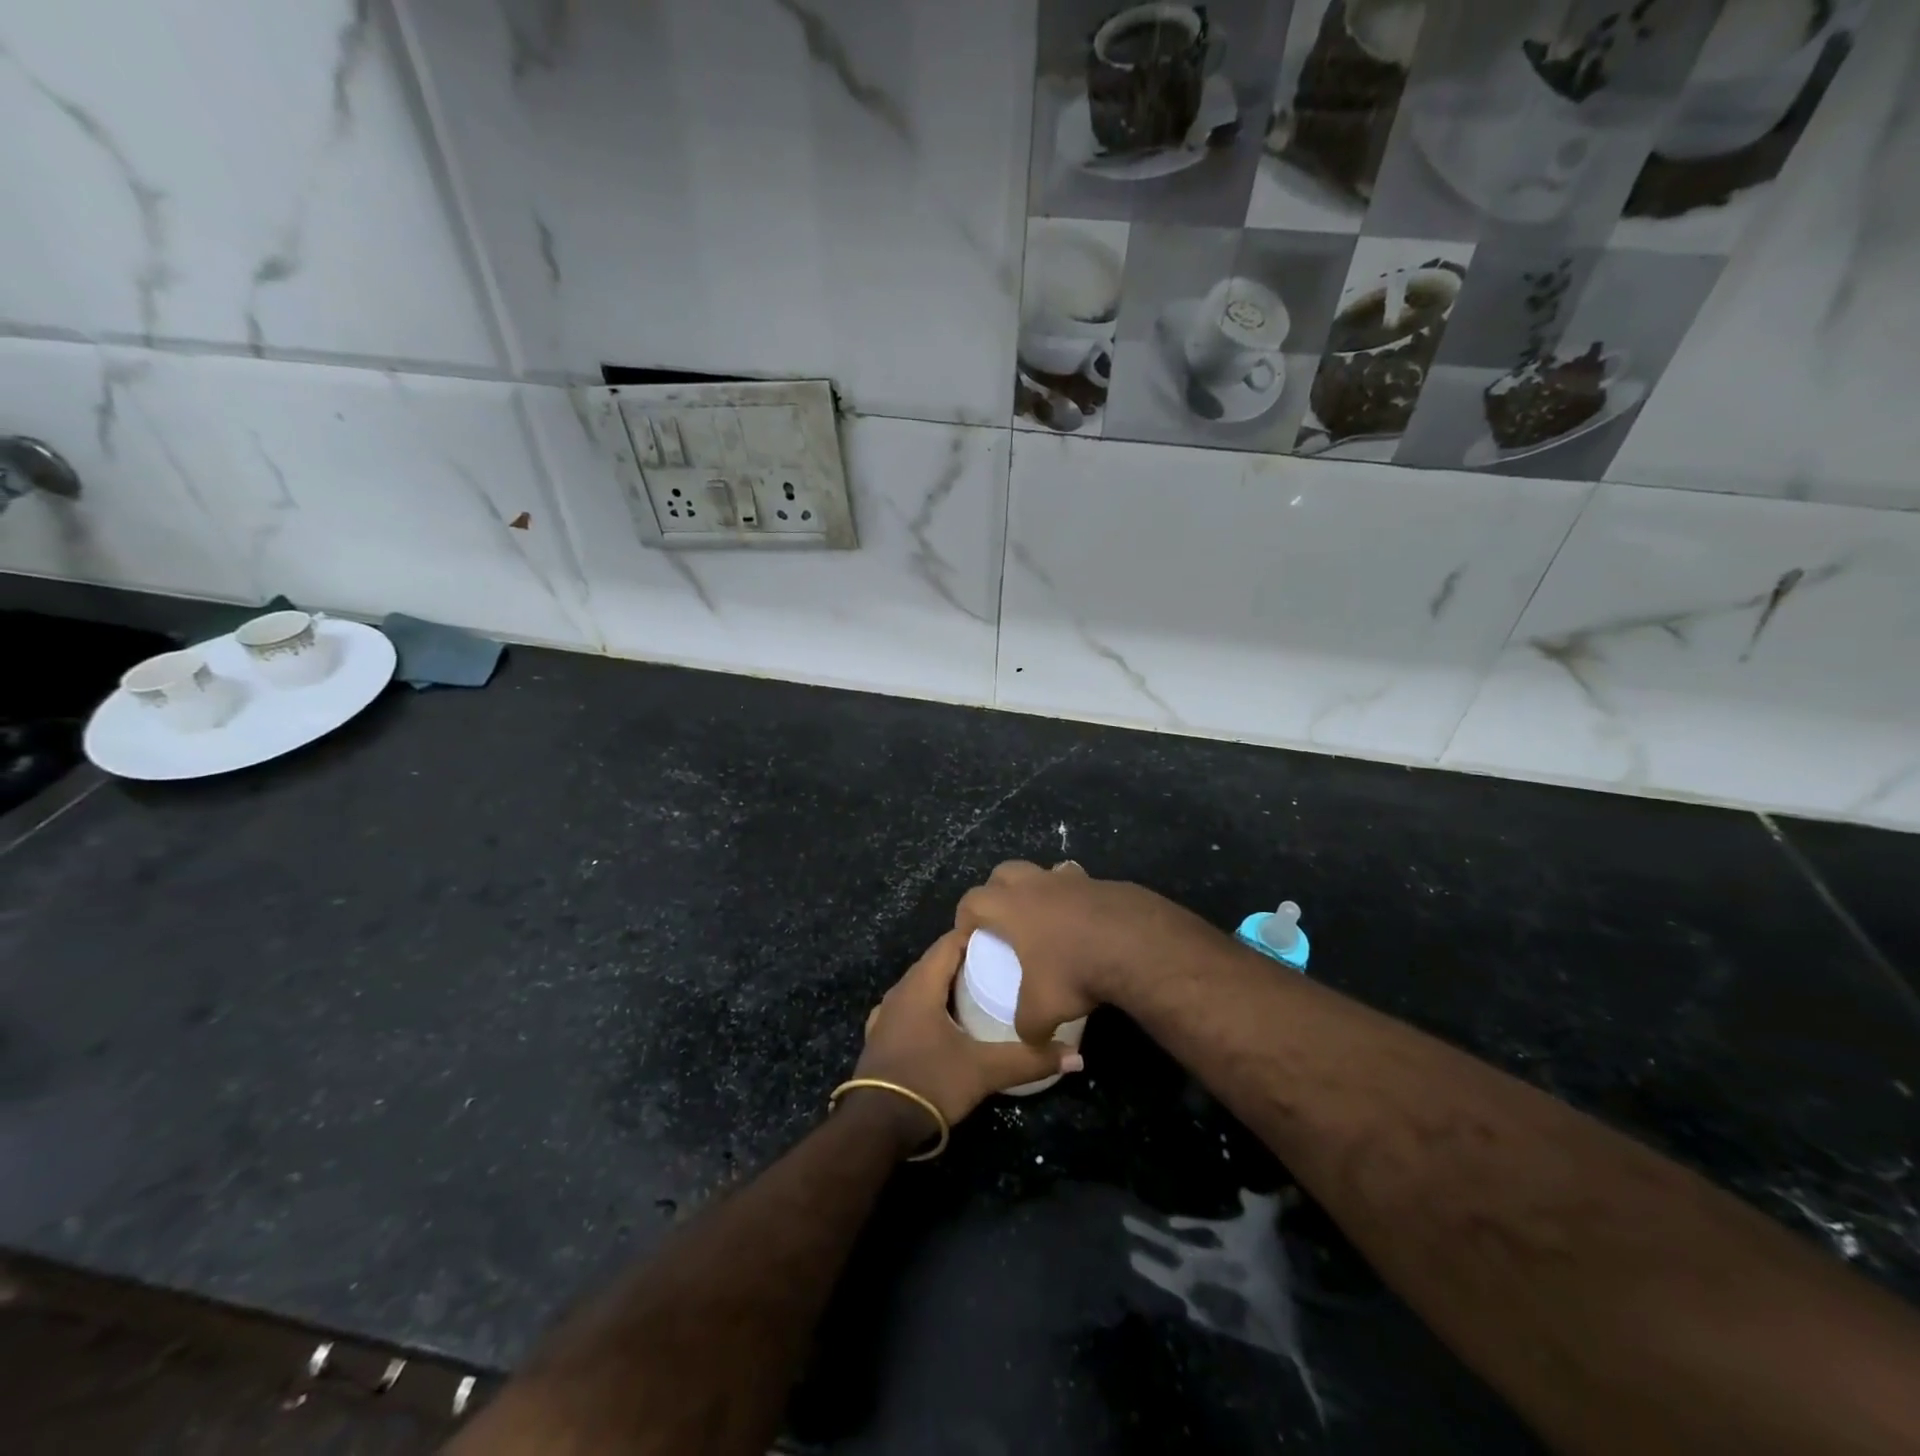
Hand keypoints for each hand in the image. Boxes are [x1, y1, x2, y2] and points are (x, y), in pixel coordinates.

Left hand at [850, 929, 1082, 1145]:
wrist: (876, 1127)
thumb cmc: (929, 1082)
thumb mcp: (984, 1071)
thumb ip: (1029, 1060)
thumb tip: (1076, 1057)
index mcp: (920, 985)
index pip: (949, 942)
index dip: (976, 935)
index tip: (1006, 938)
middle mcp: (899, 991)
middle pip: (935, 962)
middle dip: (966, 960)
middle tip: (1001, 965)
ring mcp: (885, 1015)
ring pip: (920, 986)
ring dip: (946, 984)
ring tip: (979, 992)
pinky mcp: (880, 1037)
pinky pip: (909, 1008)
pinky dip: (929, 1006)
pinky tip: (946, 1022)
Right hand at [954, 861, 1217, 1045]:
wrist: (1138, 946)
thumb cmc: (1076, 971)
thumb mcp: (1043, 1010)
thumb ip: (1027, 1026)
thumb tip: (1030, 1039)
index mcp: (1012, 906)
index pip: (973, 900)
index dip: (965, 916)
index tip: (969, 936)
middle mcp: (1039, 884)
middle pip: (1005, 872)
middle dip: (997, 891)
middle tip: (1003, 920)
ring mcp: (1074, 879)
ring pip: (1046, 872)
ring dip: (1040, 890)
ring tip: (1047, 920)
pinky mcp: (1105, 884)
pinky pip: (1081, 886)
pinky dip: (1077, 902)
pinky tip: (1088, 928)